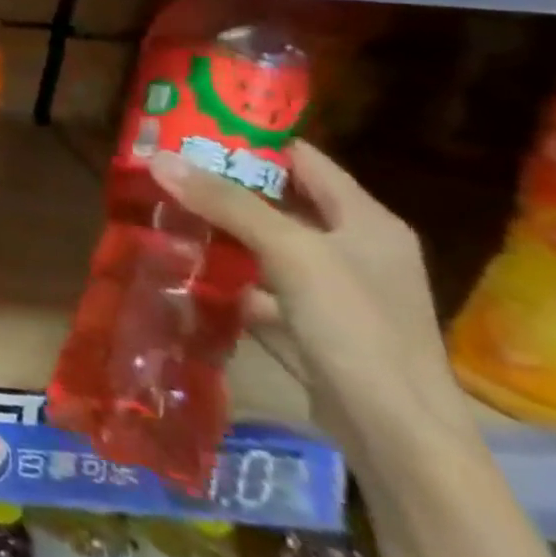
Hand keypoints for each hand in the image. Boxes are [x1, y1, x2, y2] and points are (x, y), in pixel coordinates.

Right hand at [148, 140, 474, 461]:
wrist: (395, 431)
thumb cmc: (356, 325)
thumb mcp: (291, 252)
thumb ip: (227, 203)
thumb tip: (160, 158)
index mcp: (366, 220)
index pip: (304, 160)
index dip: (253, 139)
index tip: (194, 126)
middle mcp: (353, 248)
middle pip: (279, 201)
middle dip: (221, 185)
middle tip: (163, 166)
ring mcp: (332, 289)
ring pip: (263, 244)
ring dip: (217, 230)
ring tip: (160, 210)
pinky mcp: (310, 323)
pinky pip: (257, 284)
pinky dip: (223, 275)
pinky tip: (181, 266)